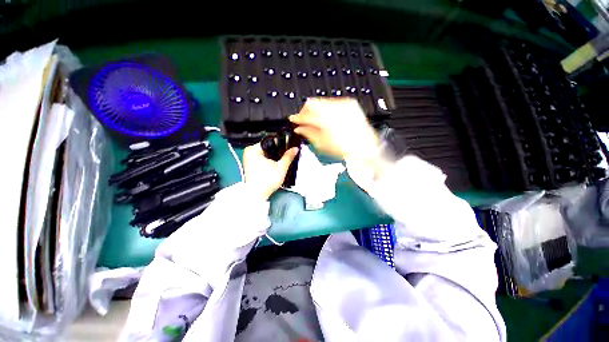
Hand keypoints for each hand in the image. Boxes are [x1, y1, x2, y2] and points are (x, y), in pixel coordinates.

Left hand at [243, 143, 298, 199]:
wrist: (257, 196)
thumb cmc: (267, 181)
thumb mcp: (281, 168)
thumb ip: (288, 156)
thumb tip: (295, 148)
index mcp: (253, 149)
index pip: (270, 141)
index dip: (280, 144)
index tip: (288, 147)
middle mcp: (249, 152)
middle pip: (268, 147)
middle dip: (277, 151)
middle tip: (287, 155)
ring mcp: (248, 158)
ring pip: (265, 153)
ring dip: (273, 156)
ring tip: (282, 160)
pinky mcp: (250, 165)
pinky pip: (261, 158)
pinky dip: (268, 161)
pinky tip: (275, 165)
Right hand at [289, 98, 379, 160]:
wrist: (365, 146)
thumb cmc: (345, 148)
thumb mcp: (322, 144)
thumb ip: (308, 133)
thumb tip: (299, 128)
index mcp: (325, 119)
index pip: (305, 114)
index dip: (297, 117)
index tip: (293, 119)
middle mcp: (334, 108)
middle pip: (312, 103)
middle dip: (305, 112)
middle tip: (303, 120)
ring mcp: (343, 104)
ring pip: (322, 101)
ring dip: (315, 110)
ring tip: (315, 120)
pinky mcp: (350, 104)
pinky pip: (332, 102)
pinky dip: (326, 108)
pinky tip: (326, 118)